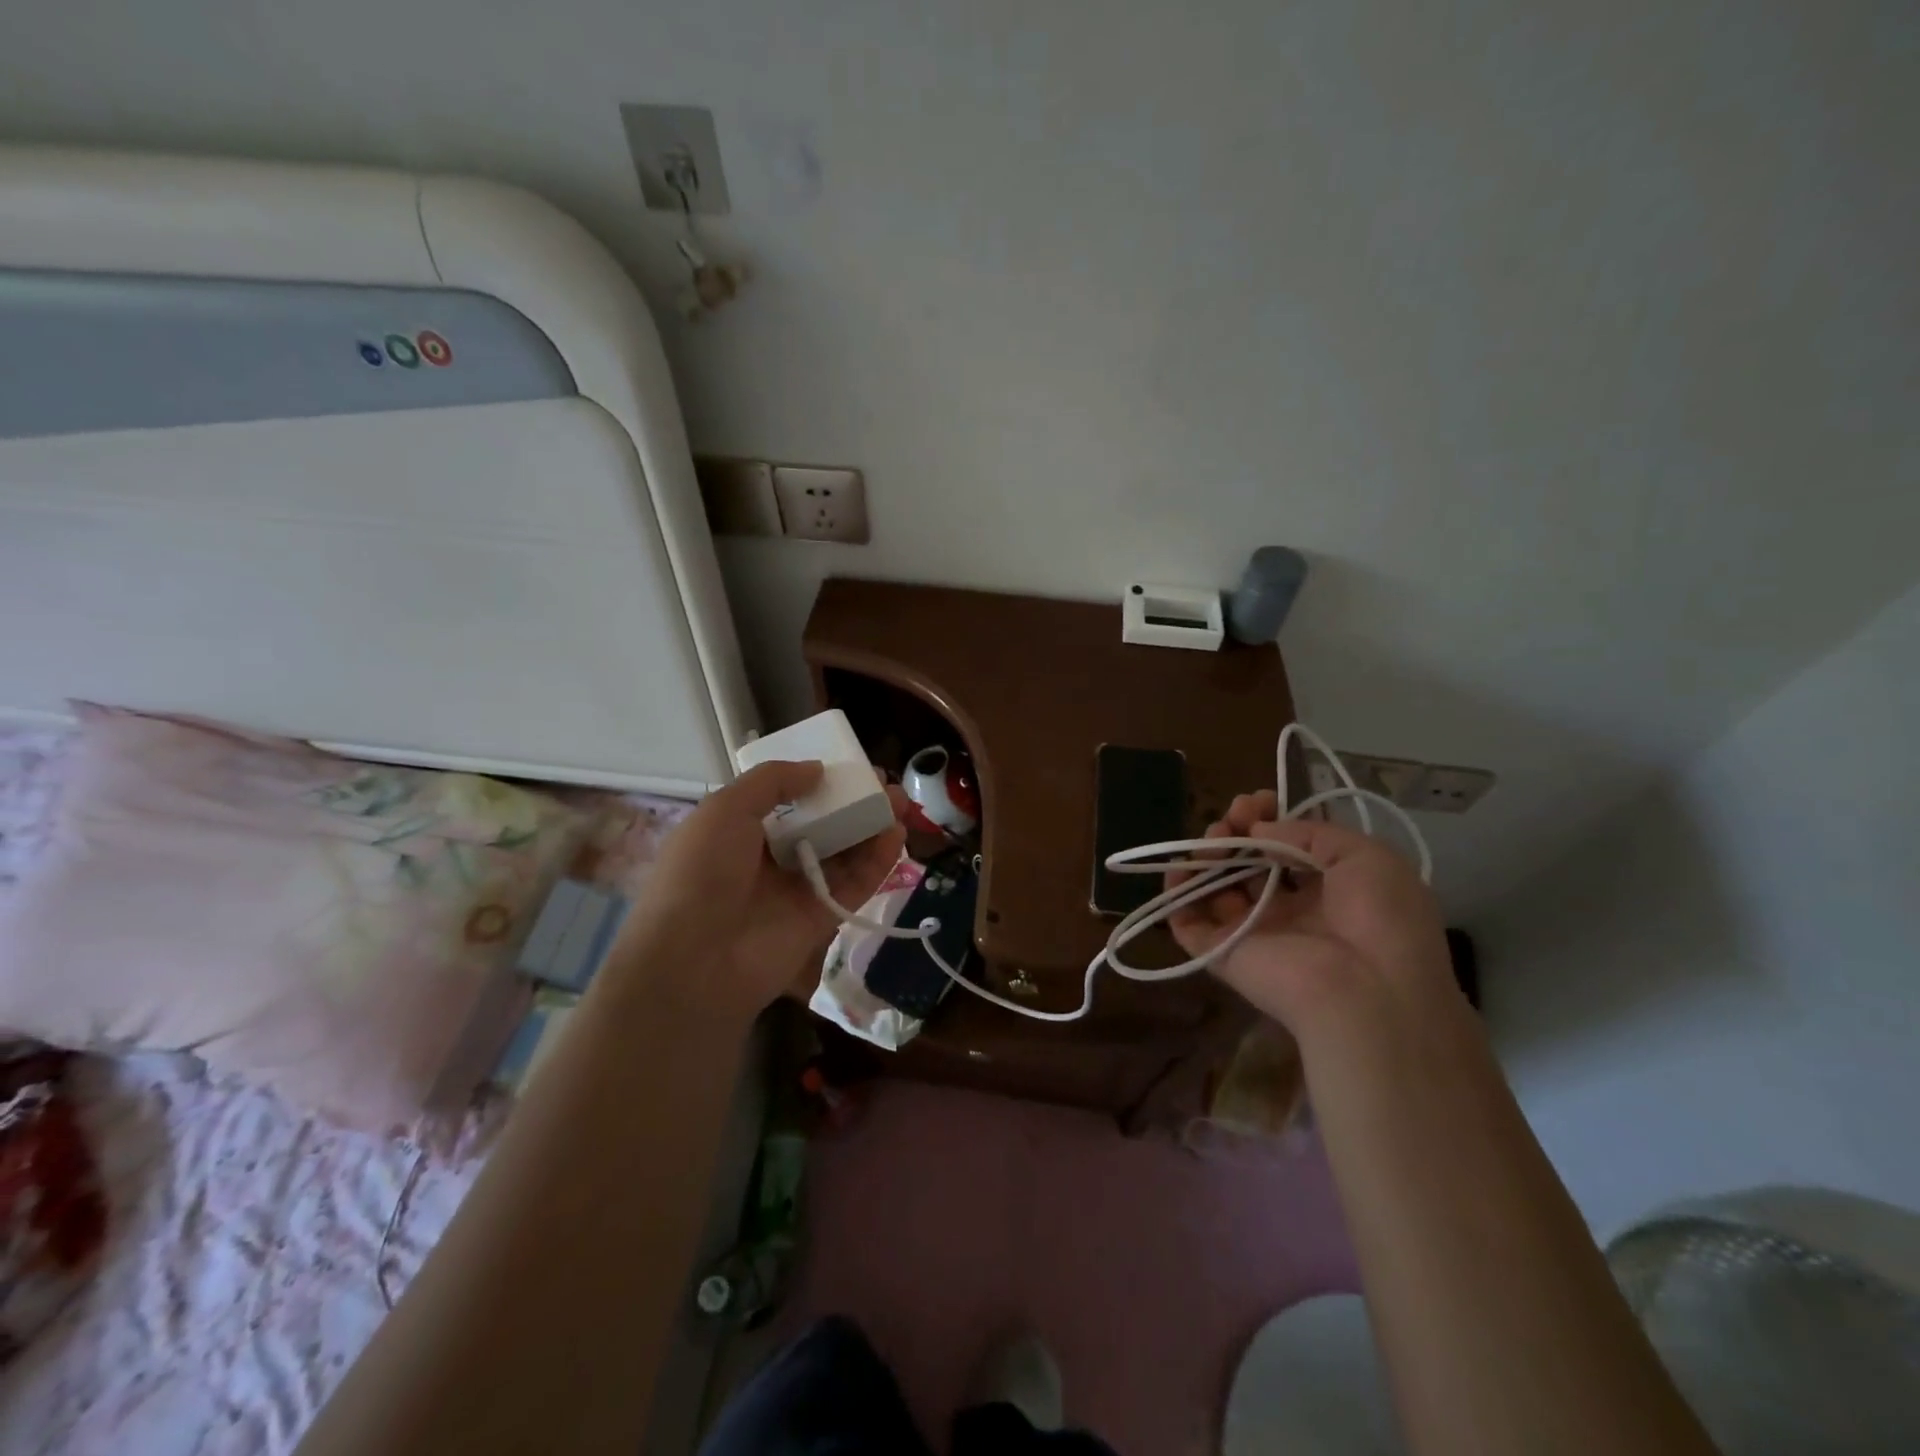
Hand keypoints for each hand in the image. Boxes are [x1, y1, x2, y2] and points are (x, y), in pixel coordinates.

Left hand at [606, 761, 906, 1022]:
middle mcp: (771, 859)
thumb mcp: (725, 810)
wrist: (694, 961)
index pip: (787, 800)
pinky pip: (855, 884)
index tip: (849, 767)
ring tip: (901, 803)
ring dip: (872, 826)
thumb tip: (817, 769)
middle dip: (854, 803)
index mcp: (740, 831)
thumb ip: (772, 781)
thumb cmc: (702, 873)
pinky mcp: (822, 918)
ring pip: (844, 853)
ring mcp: (797, 890)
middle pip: (823, 824)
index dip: (819, 783)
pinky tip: (896, 835)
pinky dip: (877, 861)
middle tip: (885, 786)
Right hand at [1167, 792, 1452, 1034]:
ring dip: (1208, 854)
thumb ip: (1311, 832)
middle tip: (1234, 814)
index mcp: (1329, 891)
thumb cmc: (1379, 919)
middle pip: (1249, 862)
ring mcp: (1252, 931)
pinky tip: (1178, 868)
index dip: (1269, 819)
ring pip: (1217, 886)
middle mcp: (1289, 910)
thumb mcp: (1366, 855)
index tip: (1258, 800)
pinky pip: (1187, 921)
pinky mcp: (1222, 951)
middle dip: (1237, 830)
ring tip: (1213, 839)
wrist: (1367, 992)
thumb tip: (1258, 830)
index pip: (1286, 848)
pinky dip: (1175, 894)